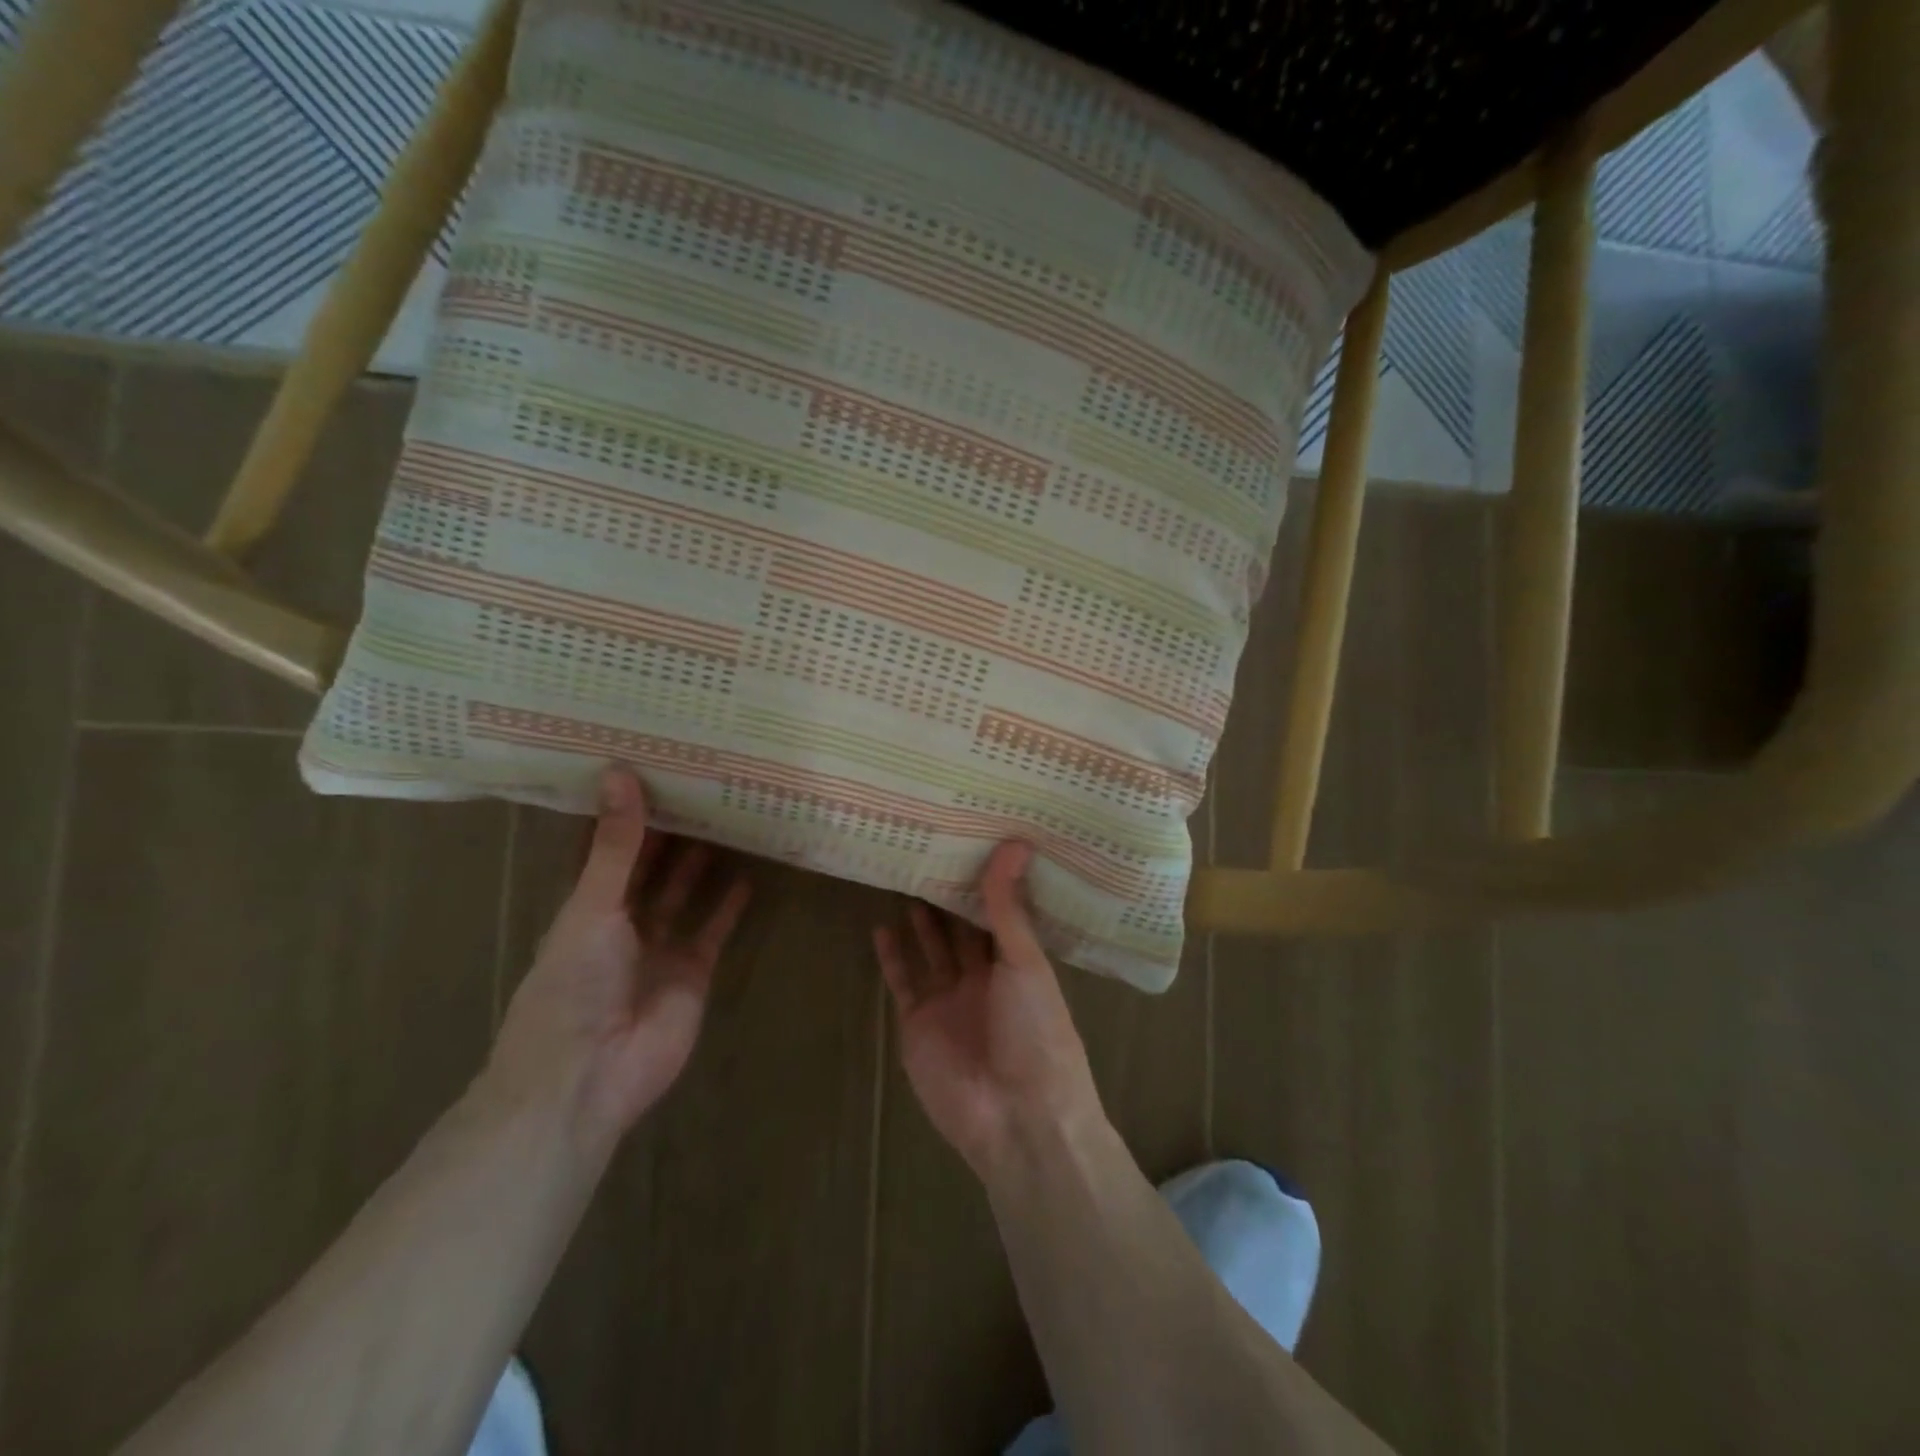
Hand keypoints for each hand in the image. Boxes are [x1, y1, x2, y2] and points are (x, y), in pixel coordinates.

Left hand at [489, 767, 750, 1150]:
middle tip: (702, 784)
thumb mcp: (592, 906)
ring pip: (684, 894)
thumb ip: (615, 845)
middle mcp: (622, 921)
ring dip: (702, 862)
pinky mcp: (694, 971)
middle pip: (650, 867)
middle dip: (671, 832)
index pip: (607, 848)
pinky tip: (749, 875)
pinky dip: (729, 906)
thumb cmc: (573, 984)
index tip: (651, 767)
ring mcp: (660, 947)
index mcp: (585, 905)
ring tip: (729, 818)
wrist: (589, 1074)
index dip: (626, 812)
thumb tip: (620, 772)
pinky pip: (714, 930)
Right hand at [874, 843, 1103, 1178]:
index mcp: (1018, 963)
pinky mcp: (917, 1023)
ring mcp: (949, 1001)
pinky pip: (903, 982)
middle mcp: (984, 978)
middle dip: (950, 897)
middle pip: (962, 929)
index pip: (1000, 913)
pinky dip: (892, 957)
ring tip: (906, 878)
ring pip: (931, 951)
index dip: (986, 882)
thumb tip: (1016, 843)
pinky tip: (881, 927)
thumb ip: (1008, 907)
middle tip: (931, 850)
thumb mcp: (1025, 962)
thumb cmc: (1035, 1031)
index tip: (972, 840)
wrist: (1015, 1117)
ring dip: (920, 921)